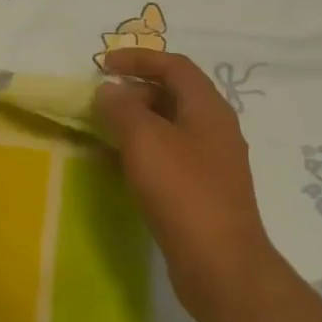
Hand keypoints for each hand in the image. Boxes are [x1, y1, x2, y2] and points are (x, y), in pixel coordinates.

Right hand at [93, 48, 274, 321]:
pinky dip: (145, 151)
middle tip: (102, 102)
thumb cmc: (182, 191)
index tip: (103, 65)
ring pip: (171, 127)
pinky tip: (123, 167)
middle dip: (136, 91)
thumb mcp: (144, 140)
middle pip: (175, 94)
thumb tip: (109, 90)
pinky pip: (171, 156)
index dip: (138, 59)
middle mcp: (216, 129)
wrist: (219, 262)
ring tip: (105, 132)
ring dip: (138, 122)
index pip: (175, 66)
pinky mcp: (204, 191)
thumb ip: (122, 108)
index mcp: (208, 108)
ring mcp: (213, 162)